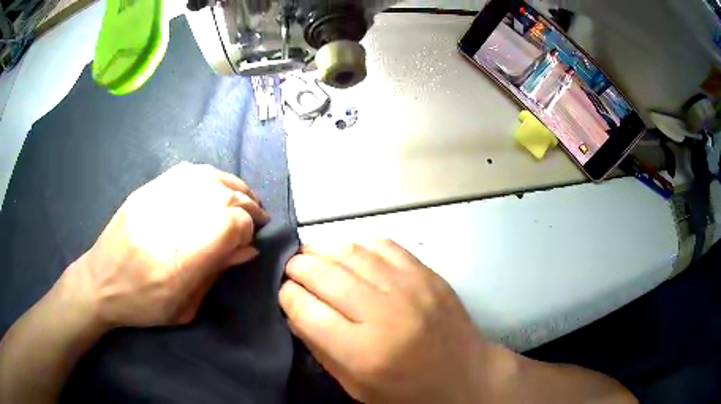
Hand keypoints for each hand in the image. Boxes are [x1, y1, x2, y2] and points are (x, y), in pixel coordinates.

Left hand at [68, 162, 267, 328]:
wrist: (100, 282)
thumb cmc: (143, 305)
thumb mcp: (185, 306)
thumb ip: (216, 273)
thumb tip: (248, 249)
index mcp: (181, 261)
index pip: (230, 224)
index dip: (247, 228)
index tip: (249, 239)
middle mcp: (170, 222)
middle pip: (223, 196)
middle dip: (247, 204)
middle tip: (256, 216)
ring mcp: (156, 199)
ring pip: (208, 178)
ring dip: (233, 185)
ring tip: (243, 197)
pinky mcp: (147, 189)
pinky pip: (187, 171)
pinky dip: (210, 176)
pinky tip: (217, 185)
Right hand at [279, 239, 507, 402]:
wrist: (464, 377)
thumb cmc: (407, 393)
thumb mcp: (355, 386)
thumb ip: (320, 348)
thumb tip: (295, 310)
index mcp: (364, 352)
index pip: (306, 309)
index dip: (287, 296)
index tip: (285, 293)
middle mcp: (385, 314)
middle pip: (325, 274)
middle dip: (298, 267)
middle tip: (292, 268)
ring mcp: (411, 288)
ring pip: (351, 252)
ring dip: (323, 248)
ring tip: (311, 253)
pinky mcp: (428, 274)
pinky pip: (384, 245)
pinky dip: (358, 243)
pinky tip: (349, 252)